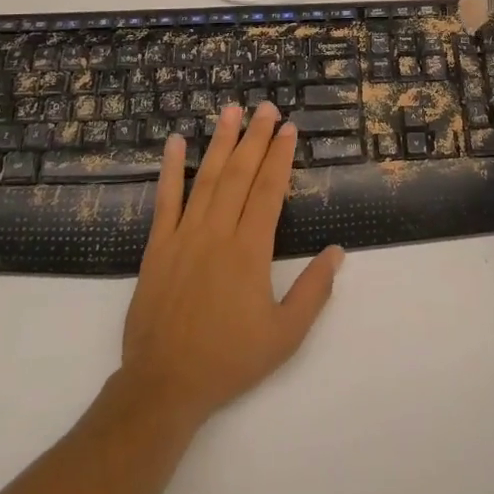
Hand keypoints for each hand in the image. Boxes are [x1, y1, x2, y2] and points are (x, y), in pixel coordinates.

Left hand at [121, 102, 344, 427]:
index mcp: (249, 251)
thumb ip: (313, 291)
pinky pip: (165, 200)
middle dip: (255, 137)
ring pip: (206, 178)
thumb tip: (337, 252)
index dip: (280, 156)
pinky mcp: (157, 247)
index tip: (289, 129)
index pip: (268, 190)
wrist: (163, 386)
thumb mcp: (284, 335)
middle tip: (266, 107)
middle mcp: (217, 233)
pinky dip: (170, 169)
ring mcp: (183, 236)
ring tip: (231, 111)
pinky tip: (174, 142)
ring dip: (220, 142)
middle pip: (239, 174)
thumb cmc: (229, 360)